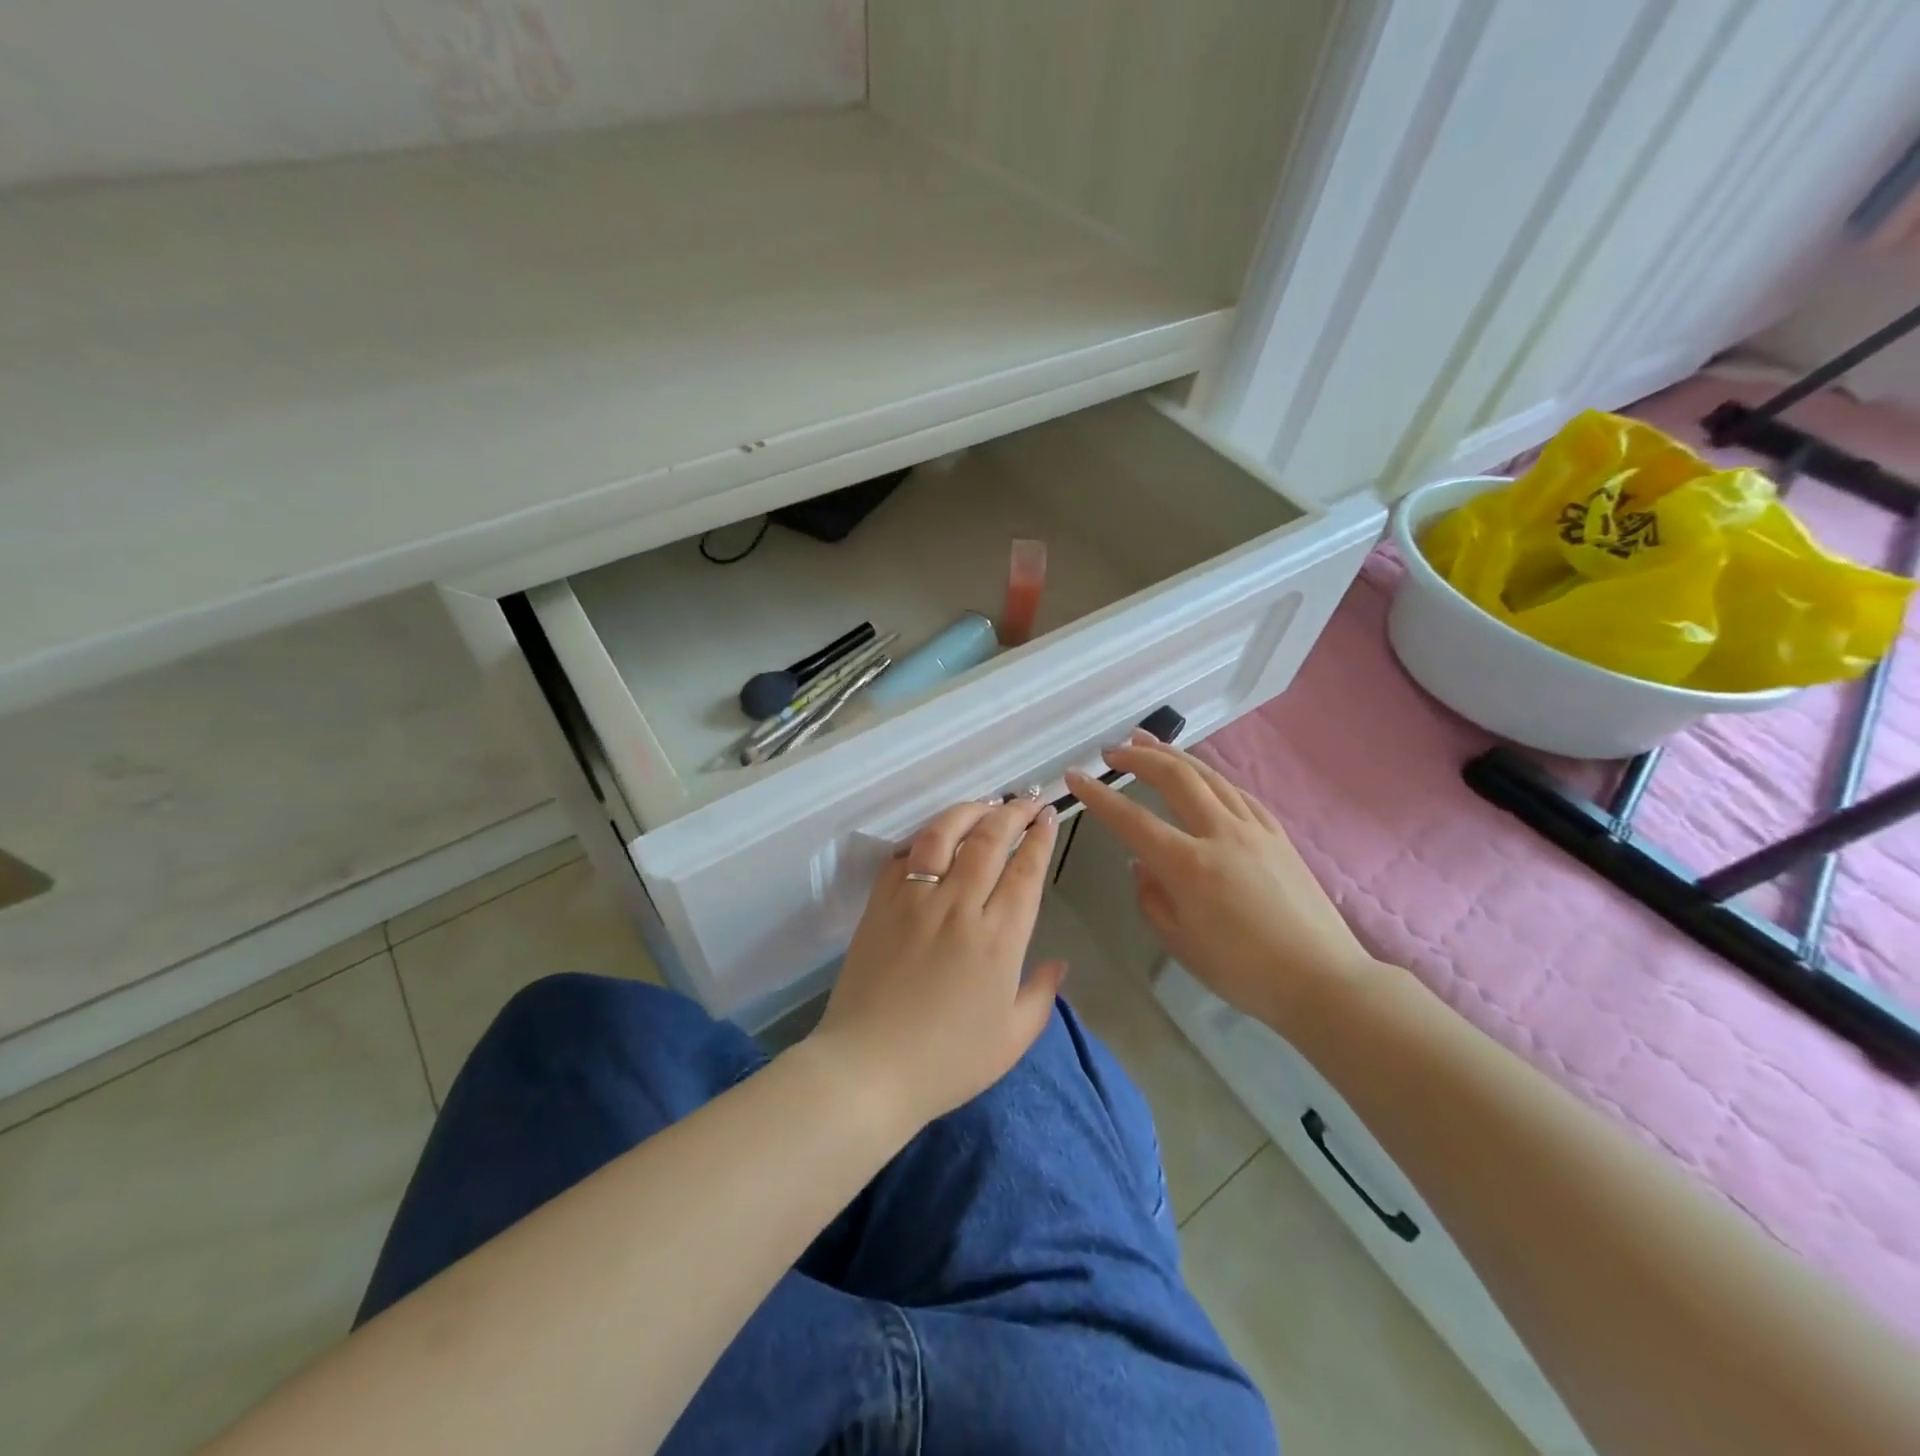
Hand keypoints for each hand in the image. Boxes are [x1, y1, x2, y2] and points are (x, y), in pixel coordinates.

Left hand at [809, 797, 1065, 1129]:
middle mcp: (959, 906)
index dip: (1039, 837)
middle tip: (1026, 801)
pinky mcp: (879, 904)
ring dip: (968, 811)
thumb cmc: (947, 1062)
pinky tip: (935, 836)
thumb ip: (1041, 995)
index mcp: (998, 938)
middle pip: (988, 840)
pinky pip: (903, 856)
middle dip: (1012, 812)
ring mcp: (914, 900)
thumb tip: (1059, 964)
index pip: (1025, 870)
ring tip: (985, 803)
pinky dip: (923, 839)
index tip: (1047, 816)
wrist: (868, 1069)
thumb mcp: (1011, 1039)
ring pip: (943, 834)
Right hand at [1066, 734, 1375, 1029]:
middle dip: (1138, 757)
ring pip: (1208, 775)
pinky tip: (1200, 774)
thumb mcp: (1180, 942)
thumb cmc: (1243, 971)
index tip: (1075, 777)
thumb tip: (1142, 864)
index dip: (1098, 796)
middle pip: (1175, 777)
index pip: (1131, 819)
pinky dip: (1209, 775)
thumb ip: (1151, 897)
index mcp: (1188, 865)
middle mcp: (1220, 834)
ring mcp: (1253, 828)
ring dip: (1173, 754)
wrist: (1322, 979)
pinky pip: (1236, 791)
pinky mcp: (1277, 833)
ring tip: (1146, 741)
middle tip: (1111, 751)